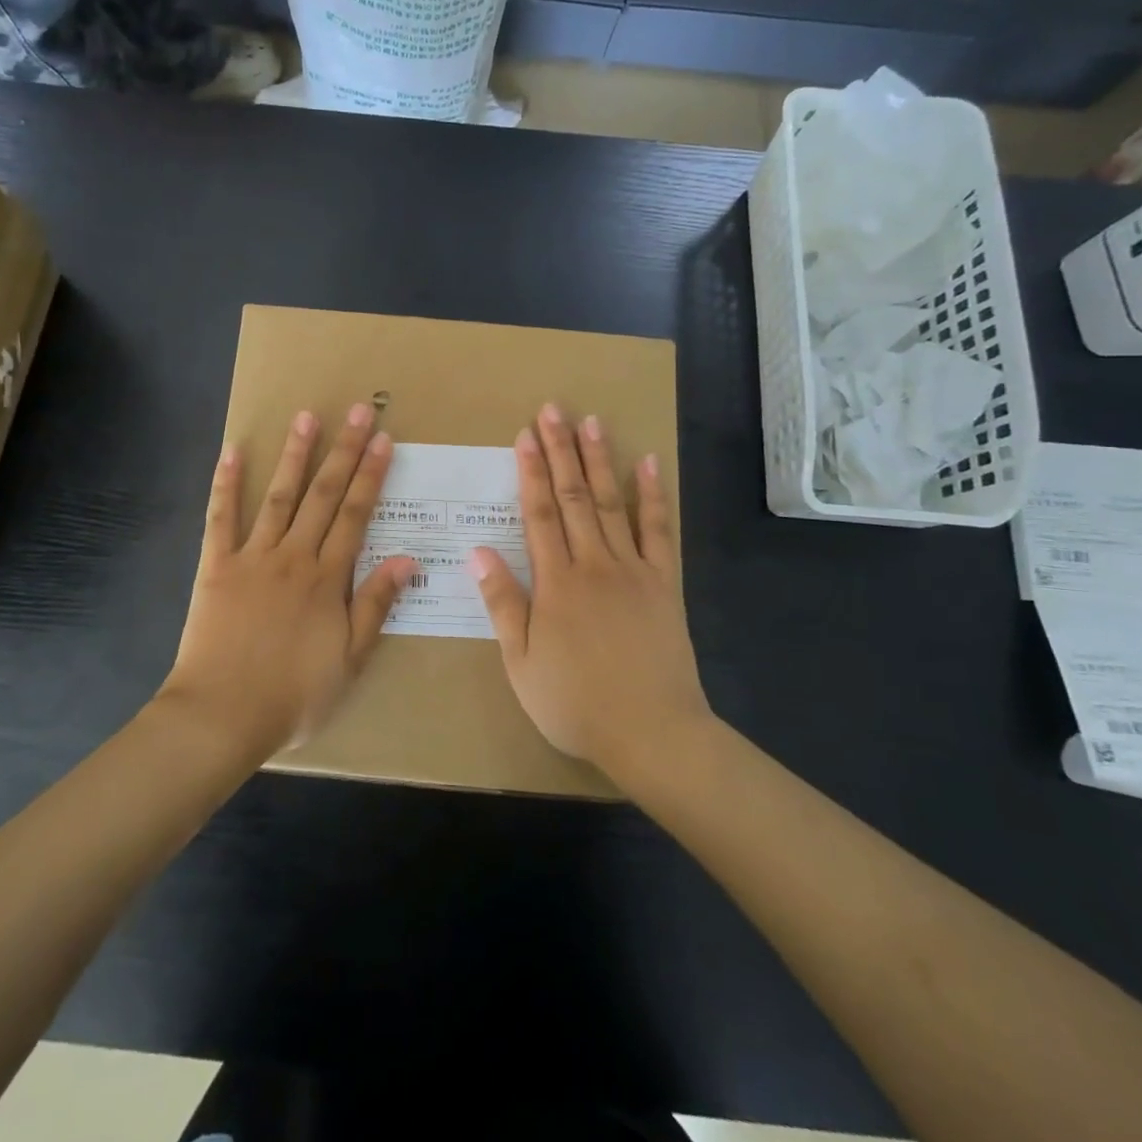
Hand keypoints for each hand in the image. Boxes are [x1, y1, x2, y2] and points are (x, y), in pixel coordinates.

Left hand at [162, 403, 416, 756]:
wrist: (223, 715)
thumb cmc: (294, 696)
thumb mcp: (350, 660)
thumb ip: (376, 606)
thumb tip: (407, 559)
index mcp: (327, 579)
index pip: (356, 515)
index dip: (370, 475)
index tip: (382, 440)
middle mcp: (294, 556)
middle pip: (323, 496)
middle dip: (342, 452)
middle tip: (356, 411)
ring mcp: (252, 557)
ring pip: (278, 497)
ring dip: (295, 456)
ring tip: (306, 417)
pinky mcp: (216, 566)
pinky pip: (221, 518)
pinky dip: (226, 483)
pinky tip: (233, 451)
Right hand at [470, 404, 709, 774]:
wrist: (651, 732)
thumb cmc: (575, 703)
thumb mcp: (521, 662)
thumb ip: (502, 603)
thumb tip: (478, 552)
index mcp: (555, 583)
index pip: (539, 515)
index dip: (530, 473)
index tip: (524, 436)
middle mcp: (594, 564)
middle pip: (575, 497)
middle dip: (561, 451)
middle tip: (554, 410)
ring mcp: (633, 570)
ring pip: (613, 503)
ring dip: (601, 460)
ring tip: (592, 422)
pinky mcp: (664, 583)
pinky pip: (659, 531)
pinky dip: (655, 495)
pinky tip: (650, 464)